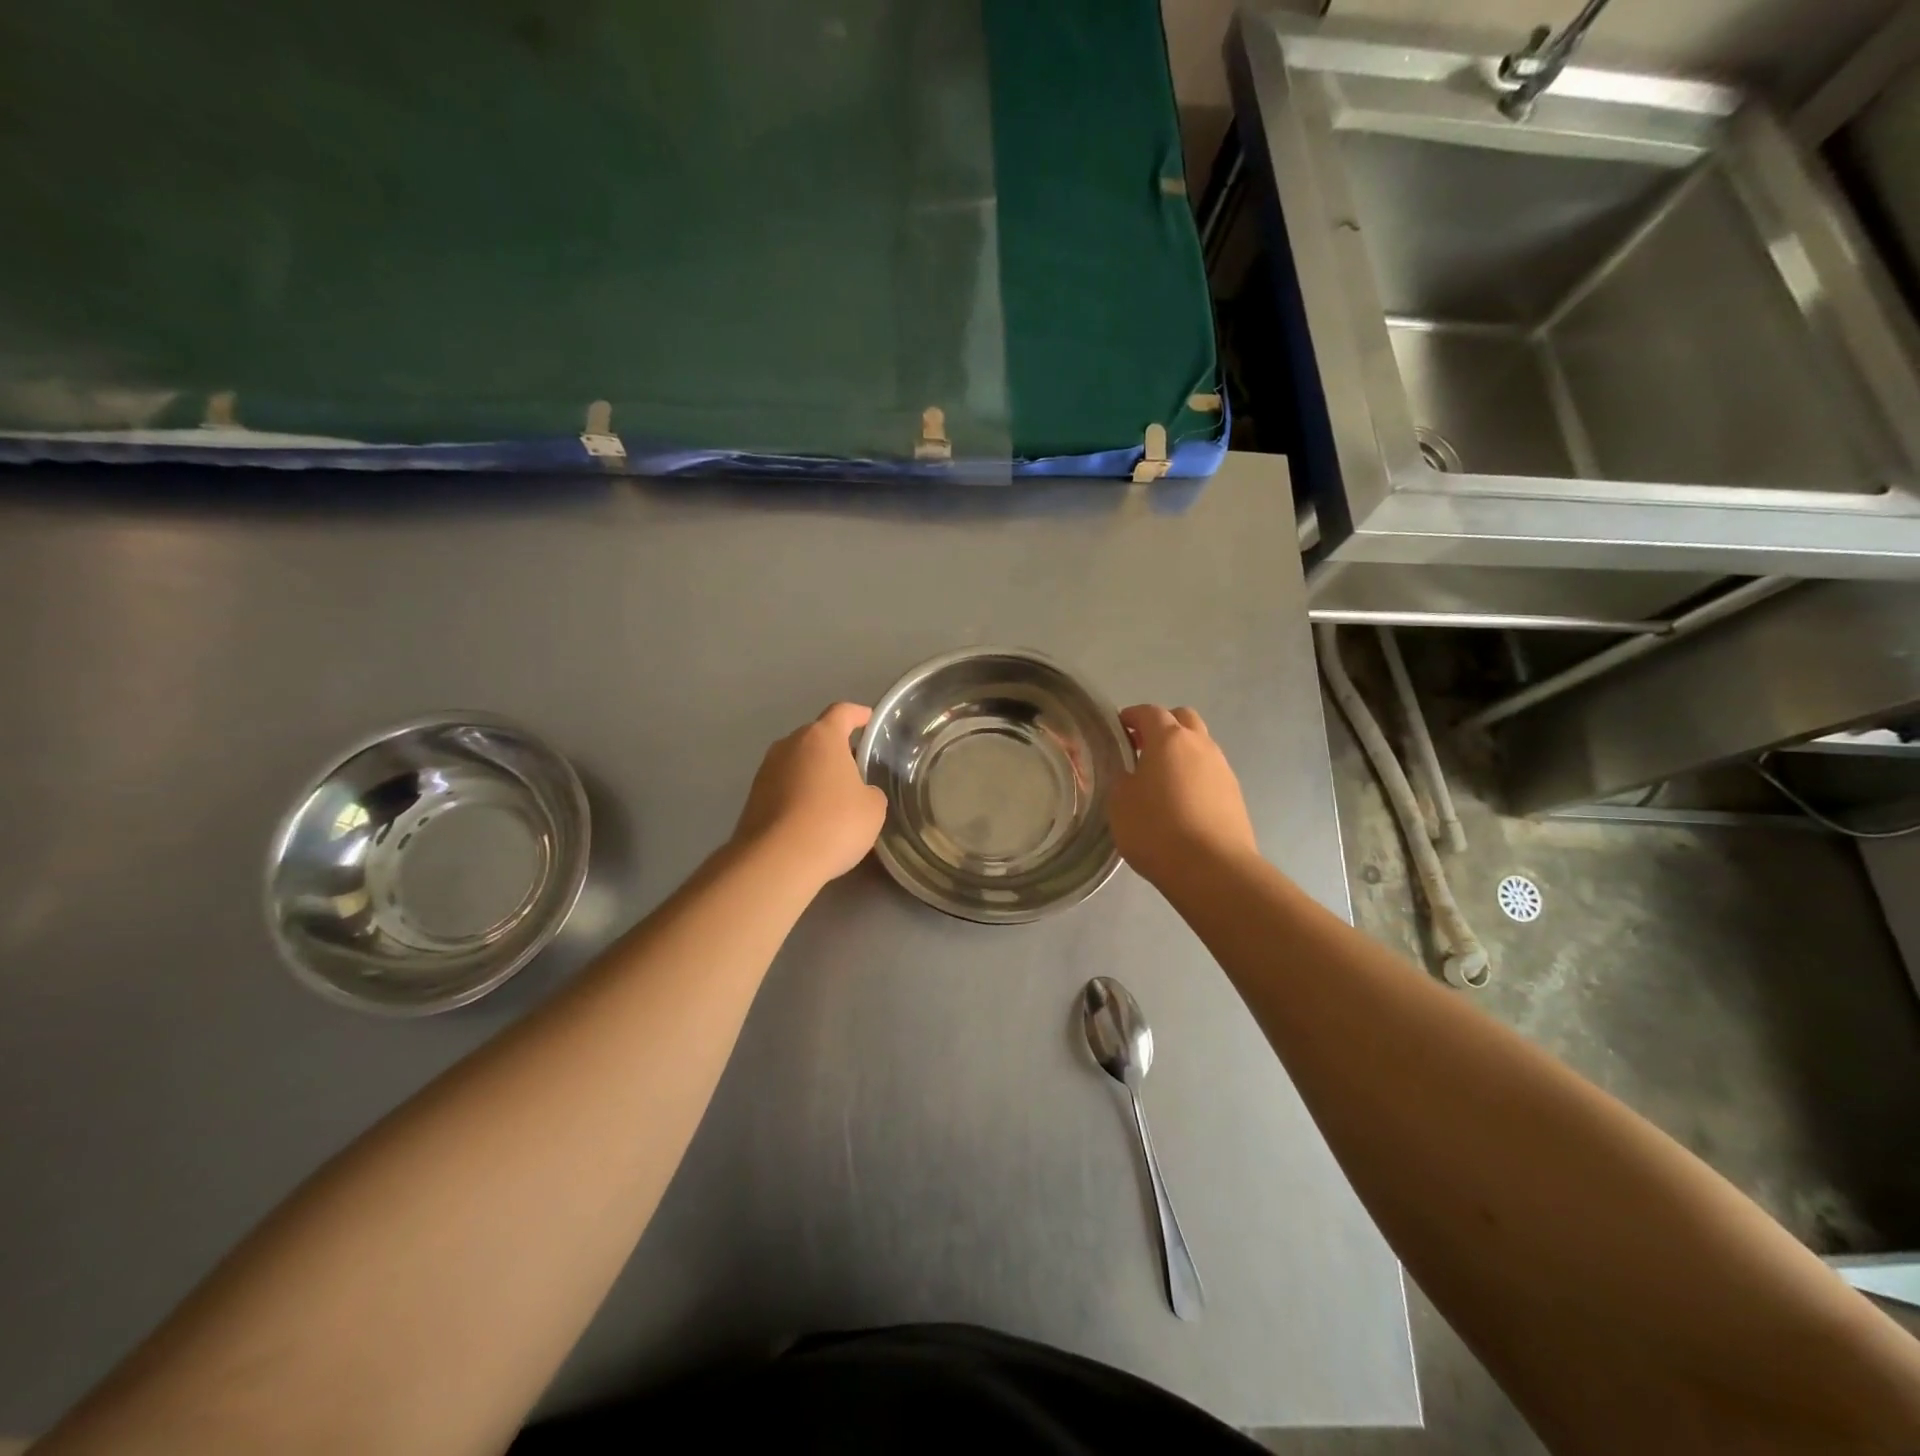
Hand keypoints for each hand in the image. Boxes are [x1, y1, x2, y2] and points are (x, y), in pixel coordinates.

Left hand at [733, 703, 888, 885]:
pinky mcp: (753, 797)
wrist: (777, 860)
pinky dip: (798, 795)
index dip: (858, 714)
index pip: (842, 712)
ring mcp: (766, 770)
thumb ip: (869, 791)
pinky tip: (810, 818)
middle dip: (835, 749)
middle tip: (854, 769)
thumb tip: (858, 793)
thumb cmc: (834, 823)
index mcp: (821, 737)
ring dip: (814, 773)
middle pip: (816, 737)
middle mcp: (789, 745)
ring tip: (833, 797)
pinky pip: (783, 786)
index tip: (868, 719)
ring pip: (797, 762)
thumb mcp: (873, 808)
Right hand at [1108, 705, 1257, 890]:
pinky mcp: (1235, 795)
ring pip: (1200, 746)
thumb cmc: (1156, 829)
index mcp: (1169, 739)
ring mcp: (1222, 769)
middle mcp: (1200, 745)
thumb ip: (1122, 778)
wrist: (1211, 868)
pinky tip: (1181, 803)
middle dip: (1162, 726)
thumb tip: (1131, 773)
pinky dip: (1194, 776)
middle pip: (1183, 719)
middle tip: (1142, 748)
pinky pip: (1210, 773)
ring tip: (1161, 780)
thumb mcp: (1119, 802)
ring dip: (1181, 752)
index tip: (1118, 728)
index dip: (1131, 716)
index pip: (1149, 712)